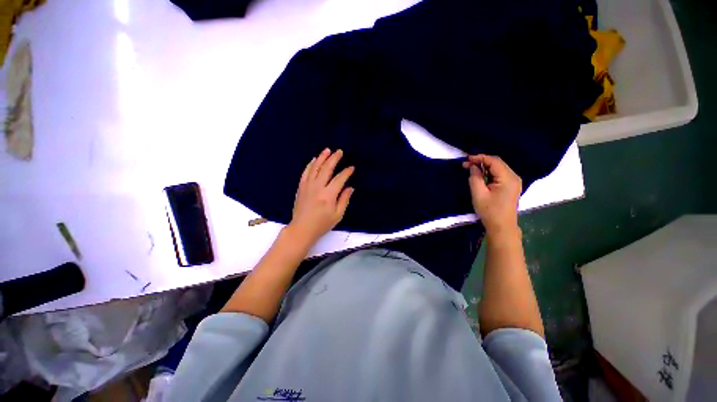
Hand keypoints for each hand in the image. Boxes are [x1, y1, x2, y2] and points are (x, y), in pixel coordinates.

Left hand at [288, 148, 354, 246]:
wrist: (302, 229)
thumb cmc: (322, 224)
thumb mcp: (338, 215)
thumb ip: (344, 199)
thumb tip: (350, 187)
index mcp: (328, 195)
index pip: (340, 179)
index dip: (346, 172)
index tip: (352, 168)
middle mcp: (318, 187)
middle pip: (327, 168)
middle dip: (334, 158)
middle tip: (339, 151)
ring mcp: (307, 186)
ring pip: (315, 167)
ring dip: (322, 157)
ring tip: (327, 150)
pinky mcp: (301, 187)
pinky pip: (305, 172)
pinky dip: (310, 165)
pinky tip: (314, 159)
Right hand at [463, 154, 520, 234]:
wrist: (502, 226)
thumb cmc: (489, 211)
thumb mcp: (478, 194)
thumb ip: (475, 178)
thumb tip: (472, 167)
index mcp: (508, 178)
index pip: (494, 161)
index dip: (480, 158)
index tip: (466, 159)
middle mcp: (514, 177)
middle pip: (497, 163)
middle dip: (481, 161)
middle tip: (466, 164)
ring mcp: (514, 181)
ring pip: (498, 168)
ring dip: (485, 167)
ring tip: (471, 168)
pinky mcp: (511, 186)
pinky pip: (500, 174)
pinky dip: (489, 172)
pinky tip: (480, 175)